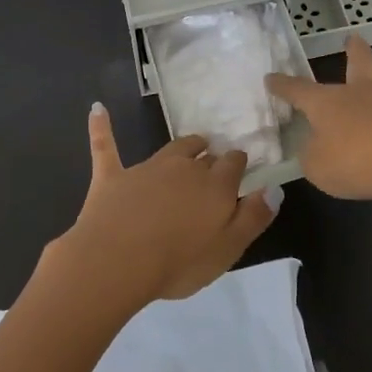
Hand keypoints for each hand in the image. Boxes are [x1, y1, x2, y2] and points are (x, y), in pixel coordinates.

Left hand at [45, 104, 278, 310]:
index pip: (233, 164)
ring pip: (171, 149)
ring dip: (184, 147)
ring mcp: (146, 169)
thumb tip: (274, 188)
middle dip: (212, 158)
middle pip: (204, 156)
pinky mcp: (112, 176)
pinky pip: (106, 146)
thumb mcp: (228, 249)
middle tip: (215, 164)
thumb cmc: (179, 262)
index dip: (238, 164)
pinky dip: (101, 127)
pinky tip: (97, 109)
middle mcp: (184, 168)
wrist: (117, 261)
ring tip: (193, 144)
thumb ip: (254, 217)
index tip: (240, 167)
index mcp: (215, 186)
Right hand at [265, 34, 371, 205]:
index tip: (271, 78)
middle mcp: (361, 93)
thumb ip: (312, 154)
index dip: (282, 85)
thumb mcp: (316, 167)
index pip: (298, 89)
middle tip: (352, 39)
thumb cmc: (355, 163)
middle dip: (354, 48)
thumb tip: (314, 145)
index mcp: (329, 102)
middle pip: (359, 61)